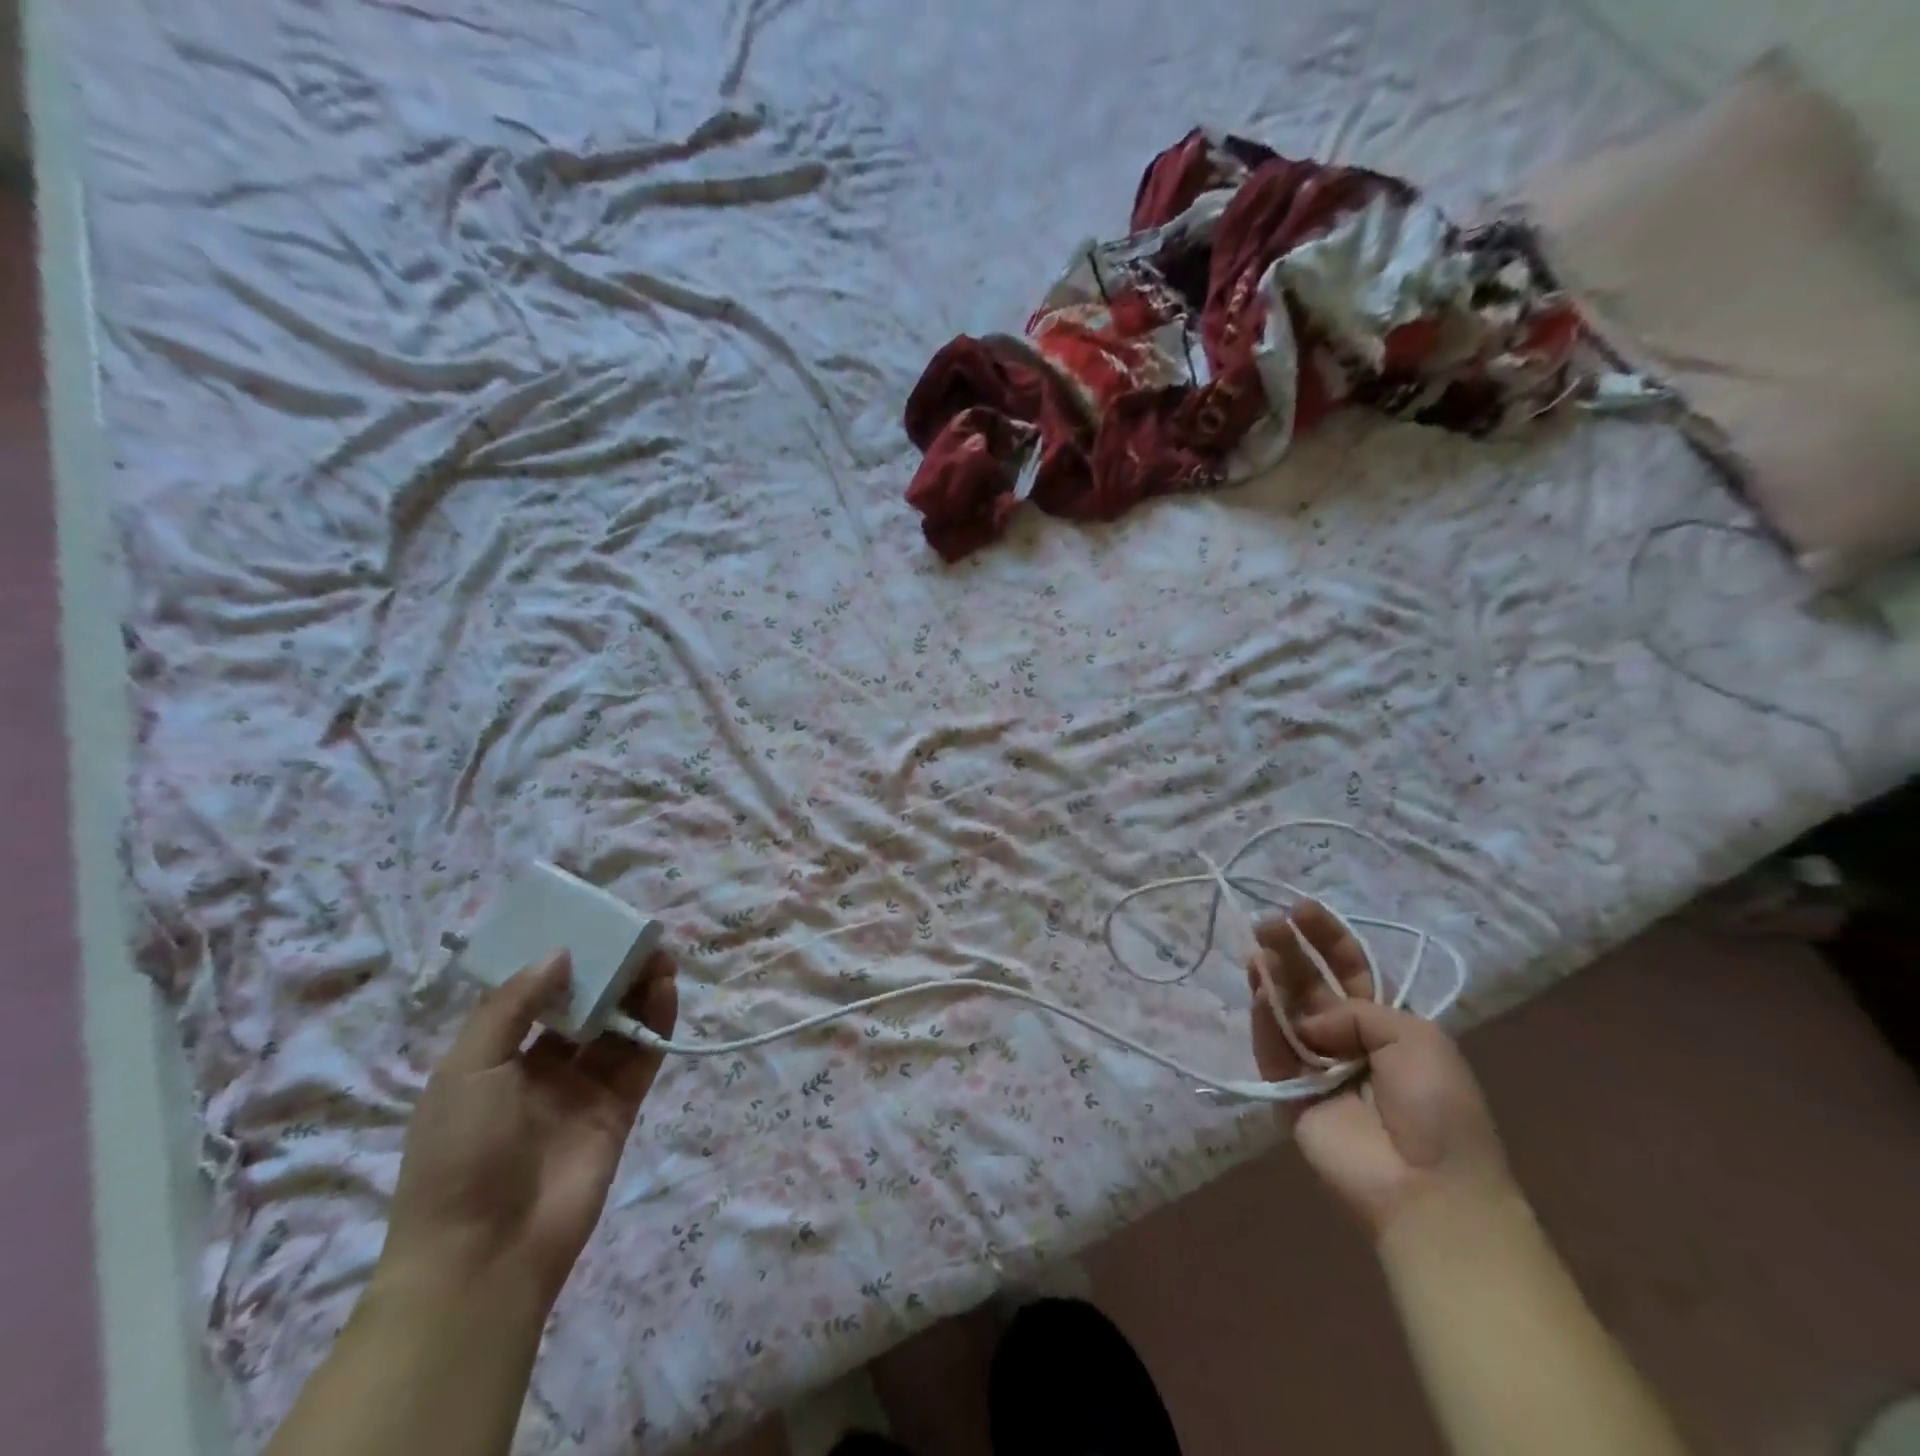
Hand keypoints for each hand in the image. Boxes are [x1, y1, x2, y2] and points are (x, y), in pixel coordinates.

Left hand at [379, 949, 678, 1309]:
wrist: (483, 1255)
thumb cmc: (460, 1155)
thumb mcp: (467, 1070)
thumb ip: (513, 1007)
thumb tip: (559, 953)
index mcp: (495, 1061)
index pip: (535, 999)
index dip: (562, 964)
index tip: (588, 930)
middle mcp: (541, 1071)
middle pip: (584, 1008)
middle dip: (609, 973)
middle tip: (635, 940)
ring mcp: (583, 1091)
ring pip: (618, 1028)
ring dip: (638, 992)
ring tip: (659, 958)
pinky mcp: (619, 1110)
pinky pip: (641, 1058)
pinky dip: (656, 1025)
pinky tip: (665, 992)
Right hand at [1248, 902, 1515, 1238]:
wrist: (1428, 1186)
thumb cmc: (1438, 1107)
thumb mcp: (1416, 1036)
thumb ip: (1357, 1008)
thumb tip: (1310, 1024)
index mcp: (1386, 1023)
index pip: (1351, 969)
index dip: (1327, 938)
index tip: (1301, 909)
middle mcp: (1348, 1038)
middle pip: (1312, 984)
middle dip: (1291, 950)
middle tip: (1266, 924)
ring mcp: (1316, 1065)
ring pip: (1286, 1011)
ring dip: (1272, 979)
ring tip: (1258, 951)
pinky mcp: (1288, 1092)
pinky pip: (1273, 1048)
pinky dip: (1264, 1019)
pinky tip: (1259, 990)